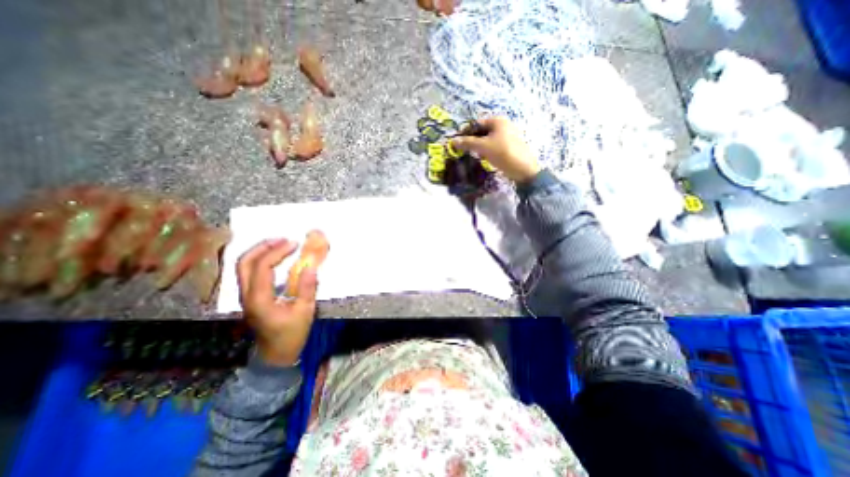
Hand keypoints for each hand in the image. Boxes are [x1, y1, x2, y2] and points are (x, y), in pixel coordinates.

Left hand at [235, 238, 318, 365]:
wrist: (275, 355)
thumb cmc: (291, 334)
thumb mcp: (305, 311)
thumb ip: (308, 288)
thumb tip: (311, 266)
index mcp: (259, 299)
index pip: (262, 267)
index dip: (277, 252)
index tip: (294, 244)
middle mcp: (246, 296)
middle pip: (244, 263)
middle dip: (262, 247)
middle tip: (282, 239)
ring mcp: (245, 296)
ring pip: (242, 267)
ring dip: (259, 251)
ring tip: (278, 244)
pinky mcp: (249, 297)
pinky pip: (248, 272)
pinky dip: (259, 260)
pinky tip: (273, 257)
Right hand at [452, 116, 535, 181]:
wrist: (523, 169)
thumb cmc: (503, 153)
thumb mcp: (483, 147)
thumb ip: (468, 143)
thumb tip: (453, 141)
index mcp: (498, 121)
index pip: (477, 123)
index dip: (466, 131)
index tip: (457, 141)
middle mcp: (503, 125)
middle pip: (482, 131)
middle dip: (472, 140)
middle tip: (464, 149)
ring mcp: (507, 136)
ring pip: (487, 139)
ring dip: (478, 146)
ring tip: (473, 155)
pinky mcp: (508, 147)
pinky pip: (493, 146)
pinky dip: (486, 151)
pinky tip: (483, 158)